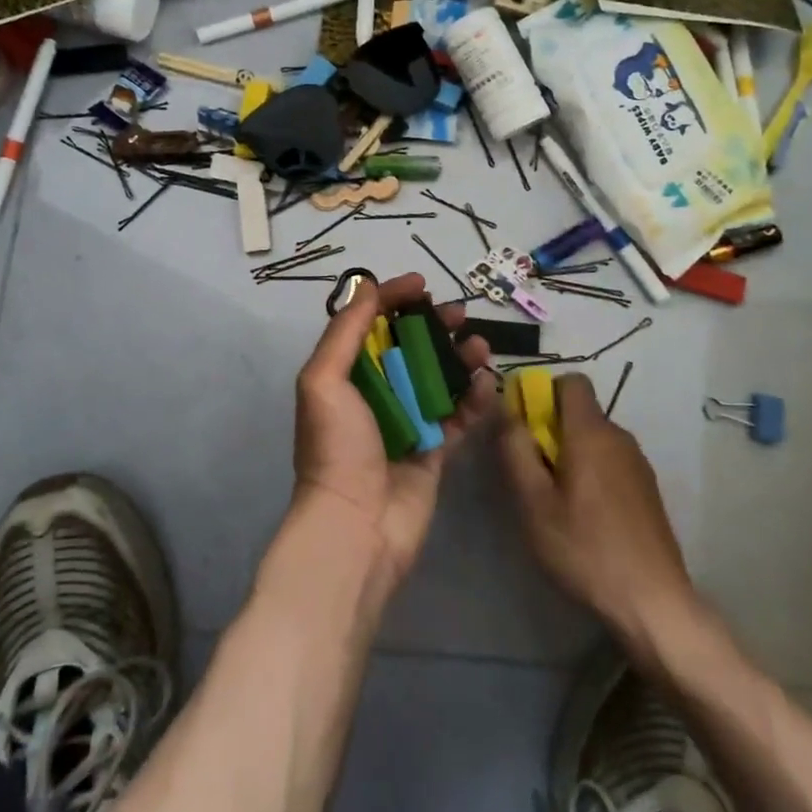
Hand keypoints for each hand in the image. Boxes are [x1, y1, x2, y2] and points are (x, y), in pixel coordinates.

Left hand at [292, 272, 497, 592]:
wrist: (357, 527)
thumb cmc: (336, 447)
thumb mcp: (324, 380)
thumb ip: (345, 331)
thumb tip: (367, 287)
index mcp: (345, 375)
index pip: (370, 324)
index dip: (393, 299)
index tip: (421, 284)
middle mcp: (376, 393)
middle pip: (409, 347)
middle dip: (433, 325)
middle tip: (458, 313)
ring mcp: (408, 421)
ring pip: (439, 377)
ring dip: (460, 357)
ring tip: (478, 346)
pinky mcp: (435, 449)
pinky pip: (459, 414)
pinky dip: (475, 397)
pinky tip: (486, 383)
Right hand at [500, 372, 700, 656]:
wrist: (654, 602)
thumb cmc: (585, 548)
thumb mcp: (534, 502)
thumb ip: (516, 449)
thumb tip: (507, 410)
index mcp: (591, 432)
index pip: (571, 381)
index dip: (543, 393)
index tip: (525, 426)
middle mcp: (619, 437)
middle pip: (580, 411)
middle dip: (551, 429)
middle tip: (532, 472)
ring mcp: (638, 463)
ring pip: (594, 438)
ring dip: (570, 453)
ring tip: (555, 500)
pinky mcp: (647, 489)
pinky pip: (610, 461)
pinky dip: (591, 472)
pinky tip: (584, 517)